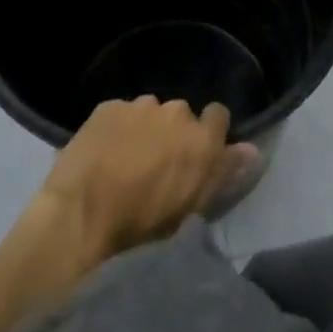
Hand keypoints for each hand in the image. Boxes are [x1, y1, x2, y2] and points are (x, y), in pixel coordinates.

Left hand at [38, 97, 256, 260]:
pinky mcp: (108, 106)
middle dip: (173, 134)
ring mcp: (139, 105)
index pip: (219, 116)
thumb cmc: (142, 226)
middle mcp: (176, 111)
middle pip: (182, 115)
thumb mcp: (191, 208)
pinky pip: (120, 113)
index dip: (208, 134)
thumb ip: (224, 173)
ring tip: (125, 161)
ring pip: (150, 113)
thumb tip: (252, 150)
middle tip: (156, 166)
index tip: (194, 156)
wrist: (80, 219)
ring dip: (144, 130)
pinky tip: (103, 154)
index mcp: (201, 138)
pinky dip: (117, 129)